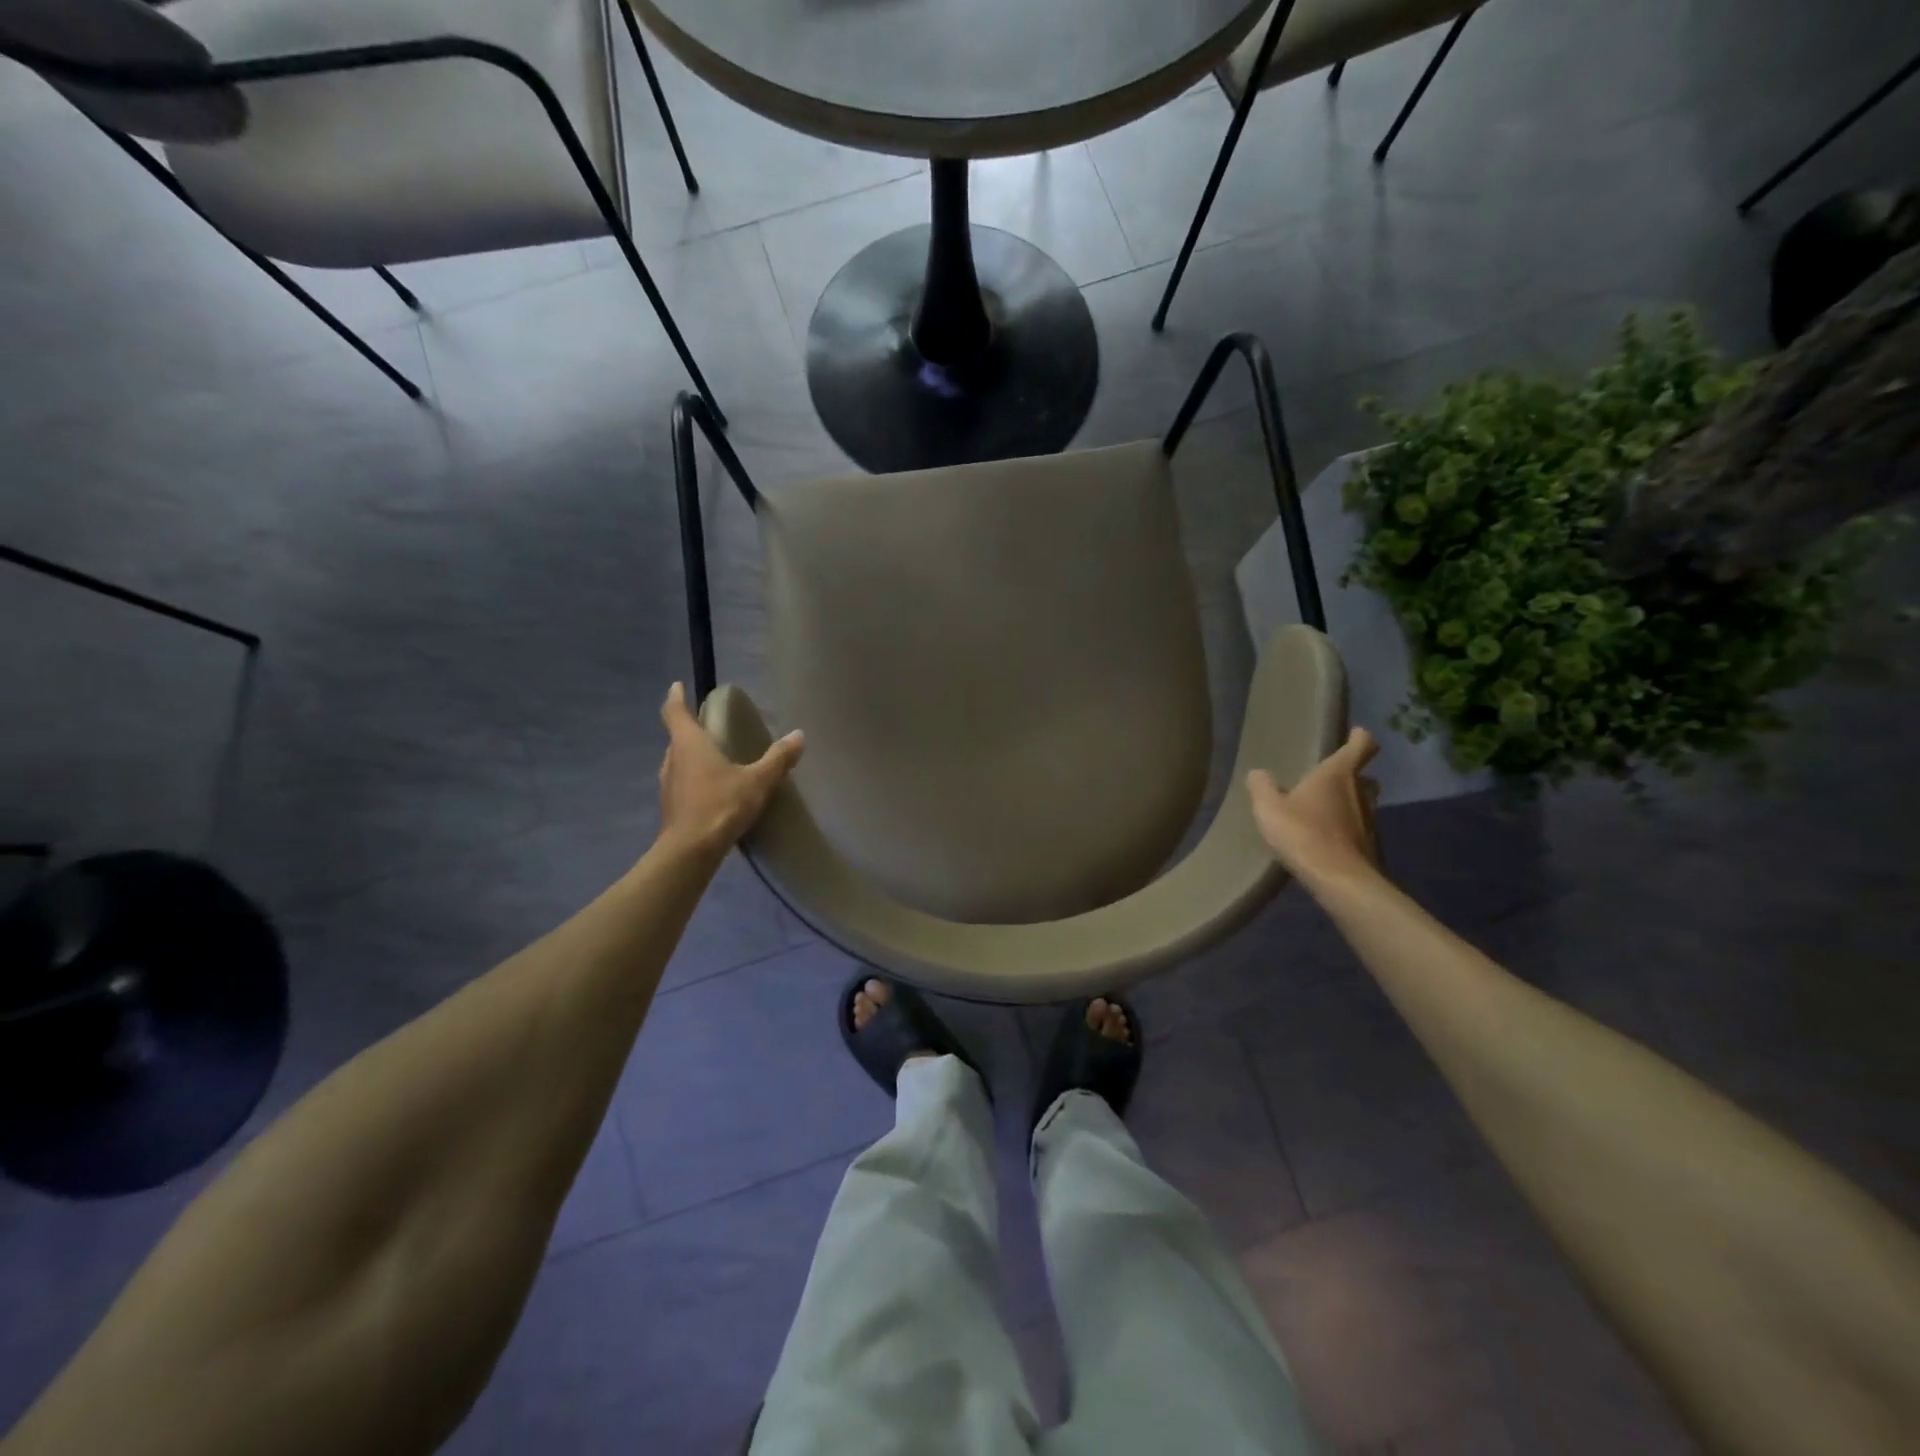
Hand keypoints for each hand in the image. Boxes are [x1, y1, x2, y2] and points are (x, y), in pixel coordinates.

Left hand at [657, 682, 803, 855]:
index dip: (676, 697)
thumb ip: (778, 758)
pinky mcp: (671, 806)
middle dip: (690, 728)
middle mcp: (673, 759)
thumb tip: (799, 735)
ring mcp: (668, 784)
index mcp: (689, 744)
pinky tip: (712, 789)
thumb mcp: (757, 781)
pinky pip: (682, 783)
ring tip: (713, 756)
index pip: (674, 712)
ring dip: (691, 755)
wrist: (690, 851)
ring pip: (678, 761)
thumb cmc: (721, 805)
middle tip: (708, 725)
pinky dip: (694, 779)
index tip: (678, 686)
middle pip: (677, 737)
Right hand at [1247, 728, 1381, 880]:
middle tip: (1332, 778)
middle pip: (1365, 777)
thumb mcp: (1269, 807)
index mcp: (1338, 774)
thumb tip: (1258, 773)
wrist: (1338, 879)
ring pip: (1363, 804)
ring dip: (1348, 804)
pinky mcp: (1369, 847)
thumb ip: (1262, 787)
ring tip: (1323, 810)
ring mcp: (1369, 821)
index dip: (1359, 737)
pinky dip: (1345, 830)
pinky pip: (1358, 830)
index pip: (1360, 746)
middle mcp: (1359, 793)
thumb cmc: (1303, 832)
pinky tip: (1325, 839)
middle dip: (1353, 775)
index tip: (1356, 733)